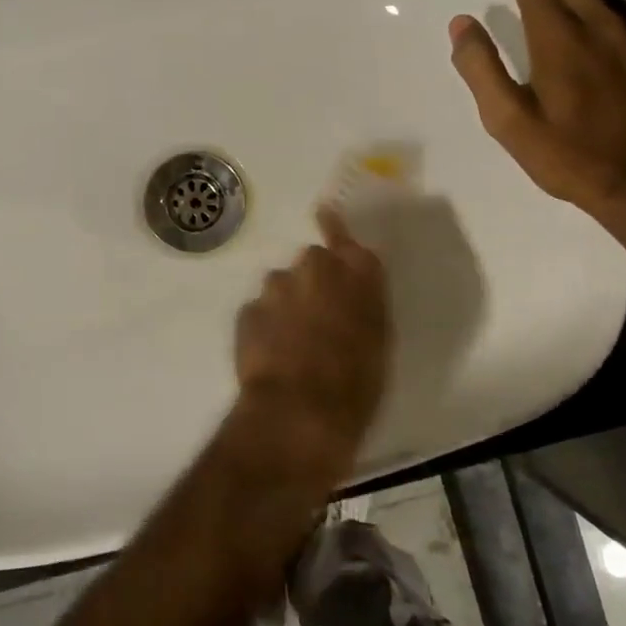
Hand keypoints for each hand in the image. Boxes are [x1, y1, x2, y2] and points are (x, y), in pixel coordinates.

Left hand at [231, 208, 389, 471]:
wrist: (300, 411)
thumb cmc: (356, 383)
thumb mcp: (378, 341)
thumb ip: (365, 303)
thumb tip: (352, 289)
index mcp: (357, 273)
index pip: (343, 235)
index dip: (334, 226)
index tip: (324, 213)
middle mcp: (314, 268)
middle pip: (312, 262)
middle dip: (313, 281)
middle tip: (319, 317)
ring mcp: (276, 287)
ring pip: (282, 285)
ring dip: (287, 303)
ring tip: (292, 343)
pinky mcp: (247, 311)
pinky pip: (259, 311)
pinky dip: (265, 326)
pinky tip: (271, 355)